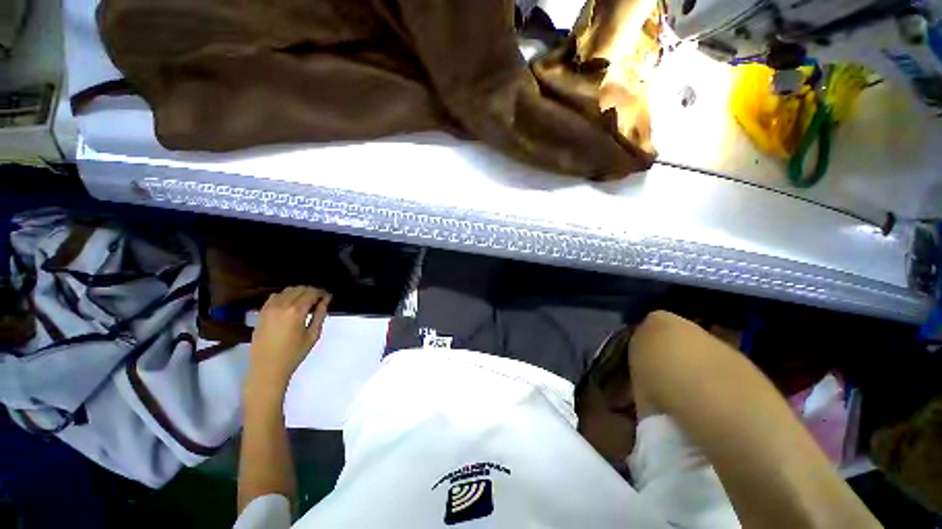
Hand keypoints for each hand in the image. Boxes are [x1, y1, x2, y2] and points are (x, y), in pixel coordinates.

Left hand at [246, 286, 330, 398]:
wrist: (267, 368)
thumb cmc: (294, 354)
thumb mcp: (313, 334)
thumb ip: (320, 314)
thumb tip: (326, 300)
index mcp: (296, 311)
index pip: (312, 292)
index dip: (322, 293)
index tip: (328, 297)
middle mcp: (282, 305)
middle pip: (300, 289)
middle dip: (311, 292)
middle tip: (319, 300)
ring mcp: (269, 308)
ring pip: (287, 290)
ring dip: (299, 293)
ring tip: (305, 303)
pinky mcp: (261, 312)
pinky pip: (275, 296)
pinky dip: (285, 296)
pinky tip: (290, 306)